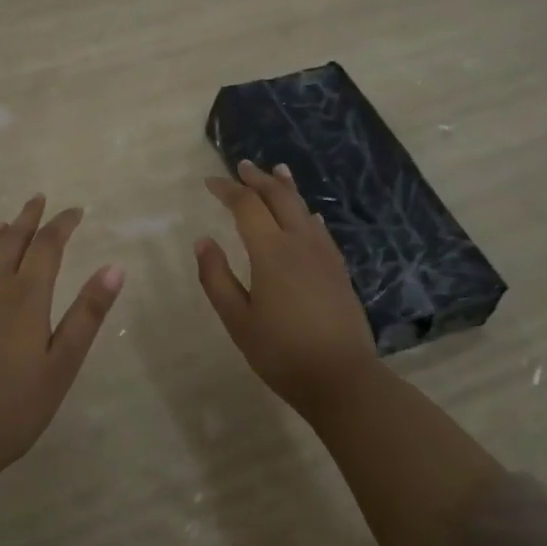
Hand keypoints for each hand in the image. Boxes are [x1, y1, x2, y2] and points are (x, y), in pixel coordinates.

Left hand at [0, 194, 124, 477]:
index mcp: (28, 295)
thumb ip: (87, 314)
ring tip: (10, 222)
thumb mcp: (63, 362)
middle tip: (39, 199)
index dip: (62, 224)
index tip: (76, 211)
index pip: (47, 245)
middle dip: (29, 218)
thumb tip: (114, 268)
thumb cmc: (17, 403)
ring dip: (2, 235)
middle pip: (13, 241)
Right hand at [195, 160, 378, 418]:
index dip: (227, 190)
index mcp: (271, 251)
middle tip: (243, 166)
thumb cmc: (282, 352)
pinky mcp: (338, 269)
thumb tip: (203, 242)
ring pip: (303, 208)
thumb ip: (217, 278)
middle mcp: (299, 242)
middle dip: (258, 179)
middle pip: (279, 197)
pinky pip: (320, 229)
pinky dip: (307, 213)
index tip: (210, 182)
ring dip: (286, 188)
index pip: (247, 205)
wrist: (343, 379)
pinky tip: (308, 215)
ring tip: (277, 171)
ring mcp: (323, 254)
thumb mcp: (238, 320)